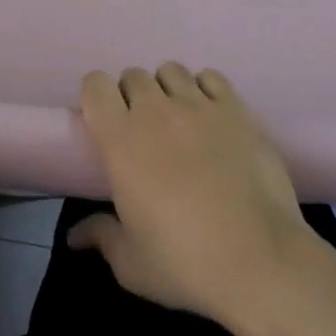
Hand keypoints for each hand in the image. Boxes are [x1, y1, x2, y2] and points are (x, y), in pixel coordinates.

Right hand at [68, 63, 322, 324]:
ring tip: (178, 120)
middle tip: (144, 130)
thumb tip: (75, 236)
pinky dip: (205, 90)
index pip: (95, 84)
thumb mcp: (132, 263)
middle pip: (134, 76)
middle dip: (133, 96)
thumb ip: (102, 237)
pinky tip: (211, 117)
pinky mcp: (236, 110)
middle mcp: (155, 111)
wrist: (260, 262)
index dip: (97, 97)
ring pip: (171, 71)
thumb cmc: (185, 264)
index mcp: (120, 139)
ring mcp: (198, 106)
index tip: (105, 121)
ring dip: (167, 90)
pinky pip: (211, 77)